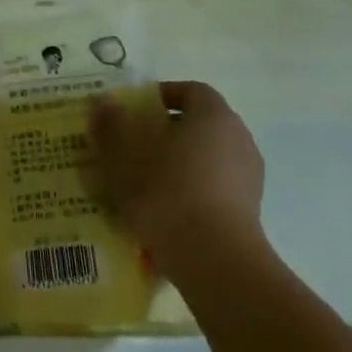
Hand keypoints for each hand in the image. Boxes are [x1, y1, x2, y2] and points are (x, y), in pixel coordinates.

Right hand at [89, 81, 267, 264]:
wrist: (214, 260)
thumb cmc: (167, 192)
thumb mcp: (123, 156)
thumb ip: (111, 125)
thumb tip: (102, 102)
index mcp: (214, 115)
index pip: (191, 90)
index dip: (162, 96)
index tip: (135, 111)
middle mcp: (239, 139)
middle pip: (199, 125)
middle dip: (166, 132)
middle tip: (133, 146)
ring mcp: (249, 178)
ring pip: (206, 159)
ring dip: (178, 164)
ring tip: (144, 183)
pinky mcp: (249, 212)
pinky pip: (213, 189)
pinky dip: (190, 192)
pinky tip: (164, 211)